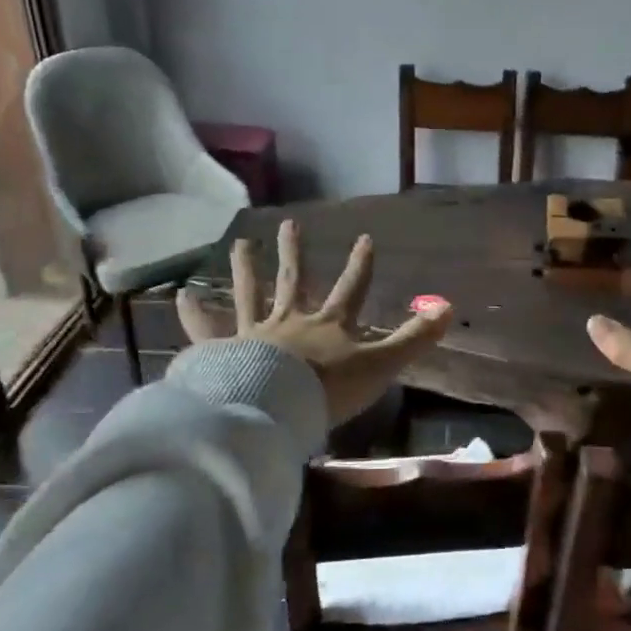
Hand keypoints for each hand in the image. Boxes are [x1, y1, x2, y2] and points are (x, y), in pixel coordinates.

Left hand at [176, 219, 451, 425]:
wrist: (276, 406)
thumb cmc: (330, 388)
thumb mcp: (381, 364)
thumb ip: (413, 338)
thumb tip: (449, 307)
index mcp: (328, 325)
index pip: (351, 289)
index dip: (360, 264)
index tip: (365, 238)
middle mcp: (291, 320)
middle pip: (294, 281)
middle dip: (294, 253)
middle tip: (288, 225)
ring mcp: (254, 333)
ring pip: (251, 294)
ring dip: (246, 269)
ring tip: (240, 244)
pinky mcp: (223, 350)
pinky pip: (206, 329)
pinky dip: (194, 313)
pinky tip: (181, 294)